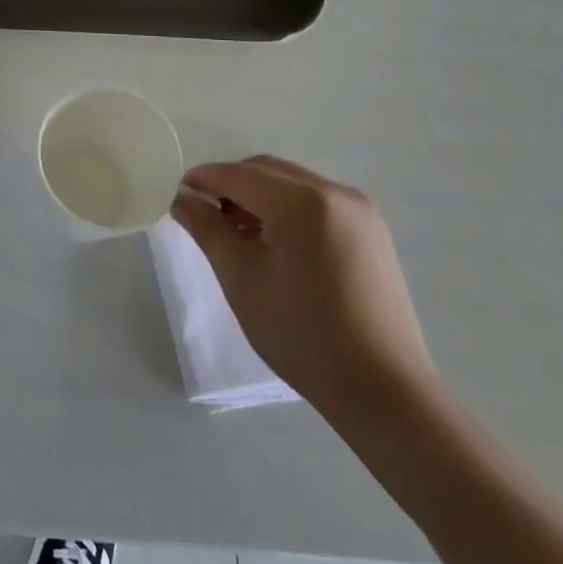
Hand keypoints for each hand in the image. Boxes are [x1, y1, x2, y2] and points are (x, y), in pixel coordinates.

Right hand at [172, 156, 435, 422]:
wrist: (384, 391)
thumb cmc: (302, 334)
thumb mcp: (241, 279)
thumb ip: (207, 229)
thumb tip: (182, 199)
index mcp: (302, 202)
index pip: (239, 175)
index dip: (204, 180)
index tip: (177, 194)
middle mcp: (334, 192)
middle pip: (267, 172)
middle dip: (231, 186)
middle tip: (205, 216)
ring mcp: (359, 211)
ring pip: (292, 184)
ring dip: (259, 197)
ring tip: (239, 235)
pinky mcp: (372, 232)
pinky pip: (317, 202)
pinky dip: (288, 209)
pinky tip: (275, 244)